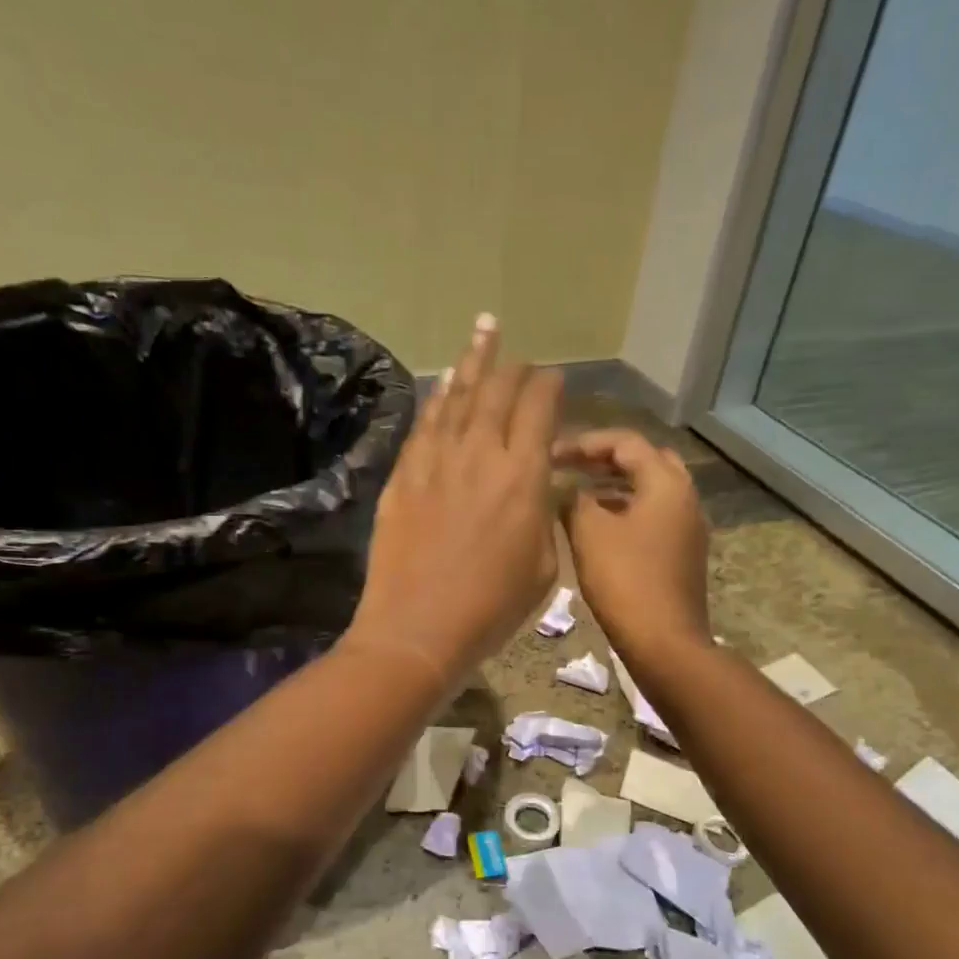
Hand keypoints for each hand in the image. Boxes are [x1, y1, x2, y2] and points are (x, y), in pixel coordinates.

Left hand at [344, 315, 561, 687]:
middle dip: (512, 365)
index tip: (554, 381)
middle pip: (497, 390)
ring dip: (472, 361)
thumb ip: (542, 513)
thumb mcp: (543, 565)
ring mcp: (435, 460)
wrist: (417, 629)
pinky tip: (443, 383)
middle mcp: (479, 453)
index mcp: (523, 475)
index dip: (549, 386)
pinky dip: (437, 397)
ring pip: (457, 395)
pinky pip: (424, 423)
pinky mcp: (403, 475)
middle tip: (517, 349)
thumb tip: (537, 484)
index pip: (539, 407)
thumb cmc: (491, 608)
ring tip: (483, 329)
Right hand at [555, 428, 710, 663]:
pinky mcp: (682, 552)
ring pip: (650, 489)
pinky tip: (598, 525)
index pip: (626, 442)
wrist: (664, 642)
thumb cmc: (625, 580)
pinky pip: (653, 514)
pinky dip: (626, 508)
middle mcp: (685, 497)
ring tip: (578, 492)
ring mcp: (687, 527)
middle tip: (573, 466)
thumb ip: (574, 499)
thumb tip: (566, 487)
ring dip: (615, 484)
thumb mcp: (589, 533)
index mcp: (667, 484)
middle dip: (606, 459)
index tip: (552, 453)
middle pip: (646, 460)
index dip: (586, 442)